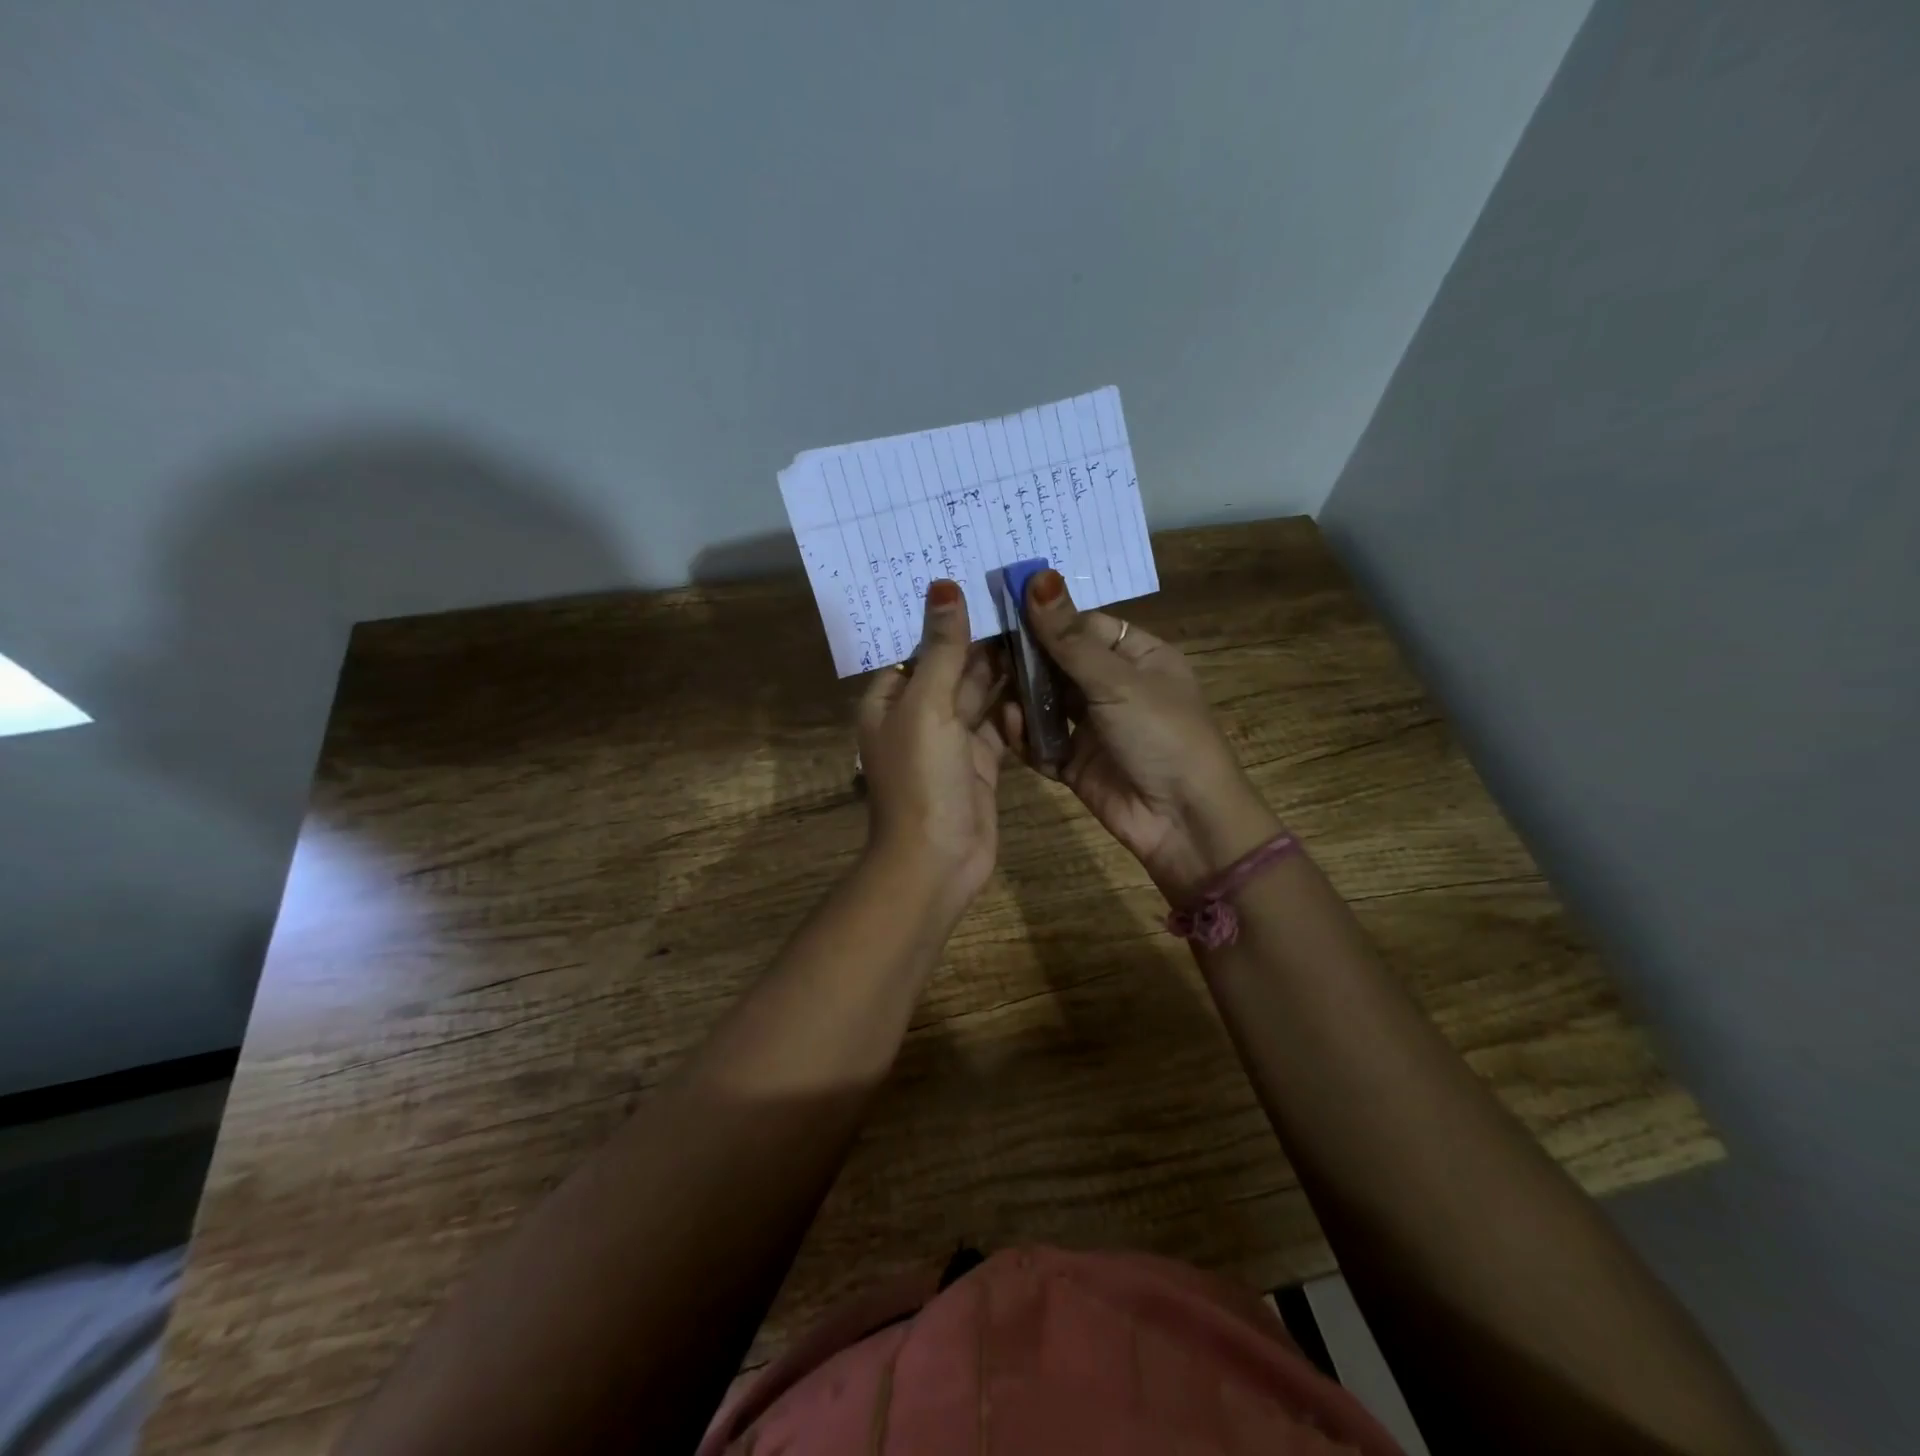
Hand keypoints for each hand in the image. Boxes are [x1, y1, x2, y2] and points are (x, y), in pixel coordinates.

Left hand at [857, 580, 1008, 923]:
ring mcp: (950, 740)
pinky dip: (1016, 703)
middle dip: (980, 637)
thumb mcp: (927, 706)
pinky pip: (998, 722)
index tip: (980, 579)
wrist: (937, 861)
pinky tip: (1042, 674)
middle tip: (1022, 596)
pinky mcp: (979, 761)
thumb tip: (943, 585)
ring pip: (978, 693)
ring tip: (1038, 625)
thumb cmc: (921, 778)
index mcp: (890, 699)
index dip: (945, 616)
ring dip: (1003, 666)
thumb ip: (941, 648)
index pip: (917, 646)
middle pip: (950, 666)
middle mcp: (917, 715)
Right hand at [1005, 569, 1279, 899]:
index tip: (1000, 607)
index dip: (1046, 617)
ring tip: (990, 688)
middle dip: (1026, 659)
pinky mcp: (1075, 762)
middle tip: (982, 649)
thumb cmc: (1162, 734)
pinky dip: (1026, 736)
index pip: (1083, 625)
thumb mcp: (1117, 681)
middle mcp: (1114, 687)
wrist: (1182, 821)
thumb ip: (1069, 637)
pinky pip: (1042, 741)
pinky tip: (1012, 726)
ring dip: (1022, 697)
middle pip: (1059, 663)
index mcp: (1138, 656)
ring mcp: (1093, 726)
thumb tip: (1037, 577)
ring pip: (1046, 702)